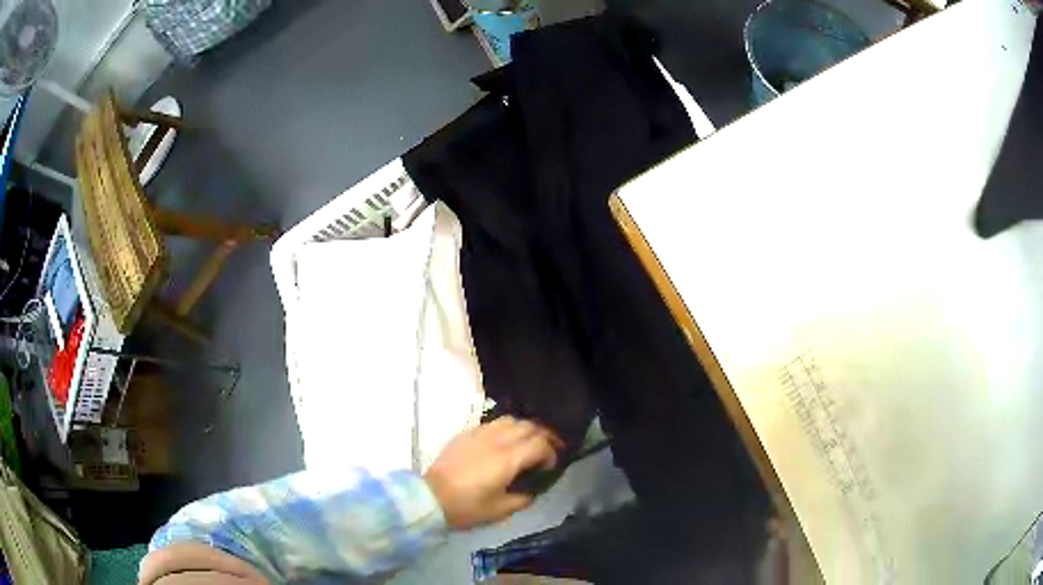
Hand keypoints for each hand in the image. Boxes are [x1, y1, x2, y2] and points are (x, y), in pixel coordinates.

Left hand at [423, 416, 561, 529]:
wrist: (430, 498)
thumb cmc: (467, 507)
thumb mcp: (501, 510)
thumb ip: (523, 498)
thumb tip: (532, 490)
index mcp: (508, 459)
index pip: (540, 444)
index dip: (551, 453)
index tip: (550, 466)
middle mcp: (496, 440)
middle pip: (528, 426)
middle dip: (543, 436)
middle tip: (546, 450)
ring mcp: (478, 434)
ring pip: (510, 420)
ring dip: (523, 429)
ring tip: (525, 443)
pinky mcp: (464, 434)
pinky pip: (491, 424)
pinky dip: (504, 429)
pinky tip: (501, 443)